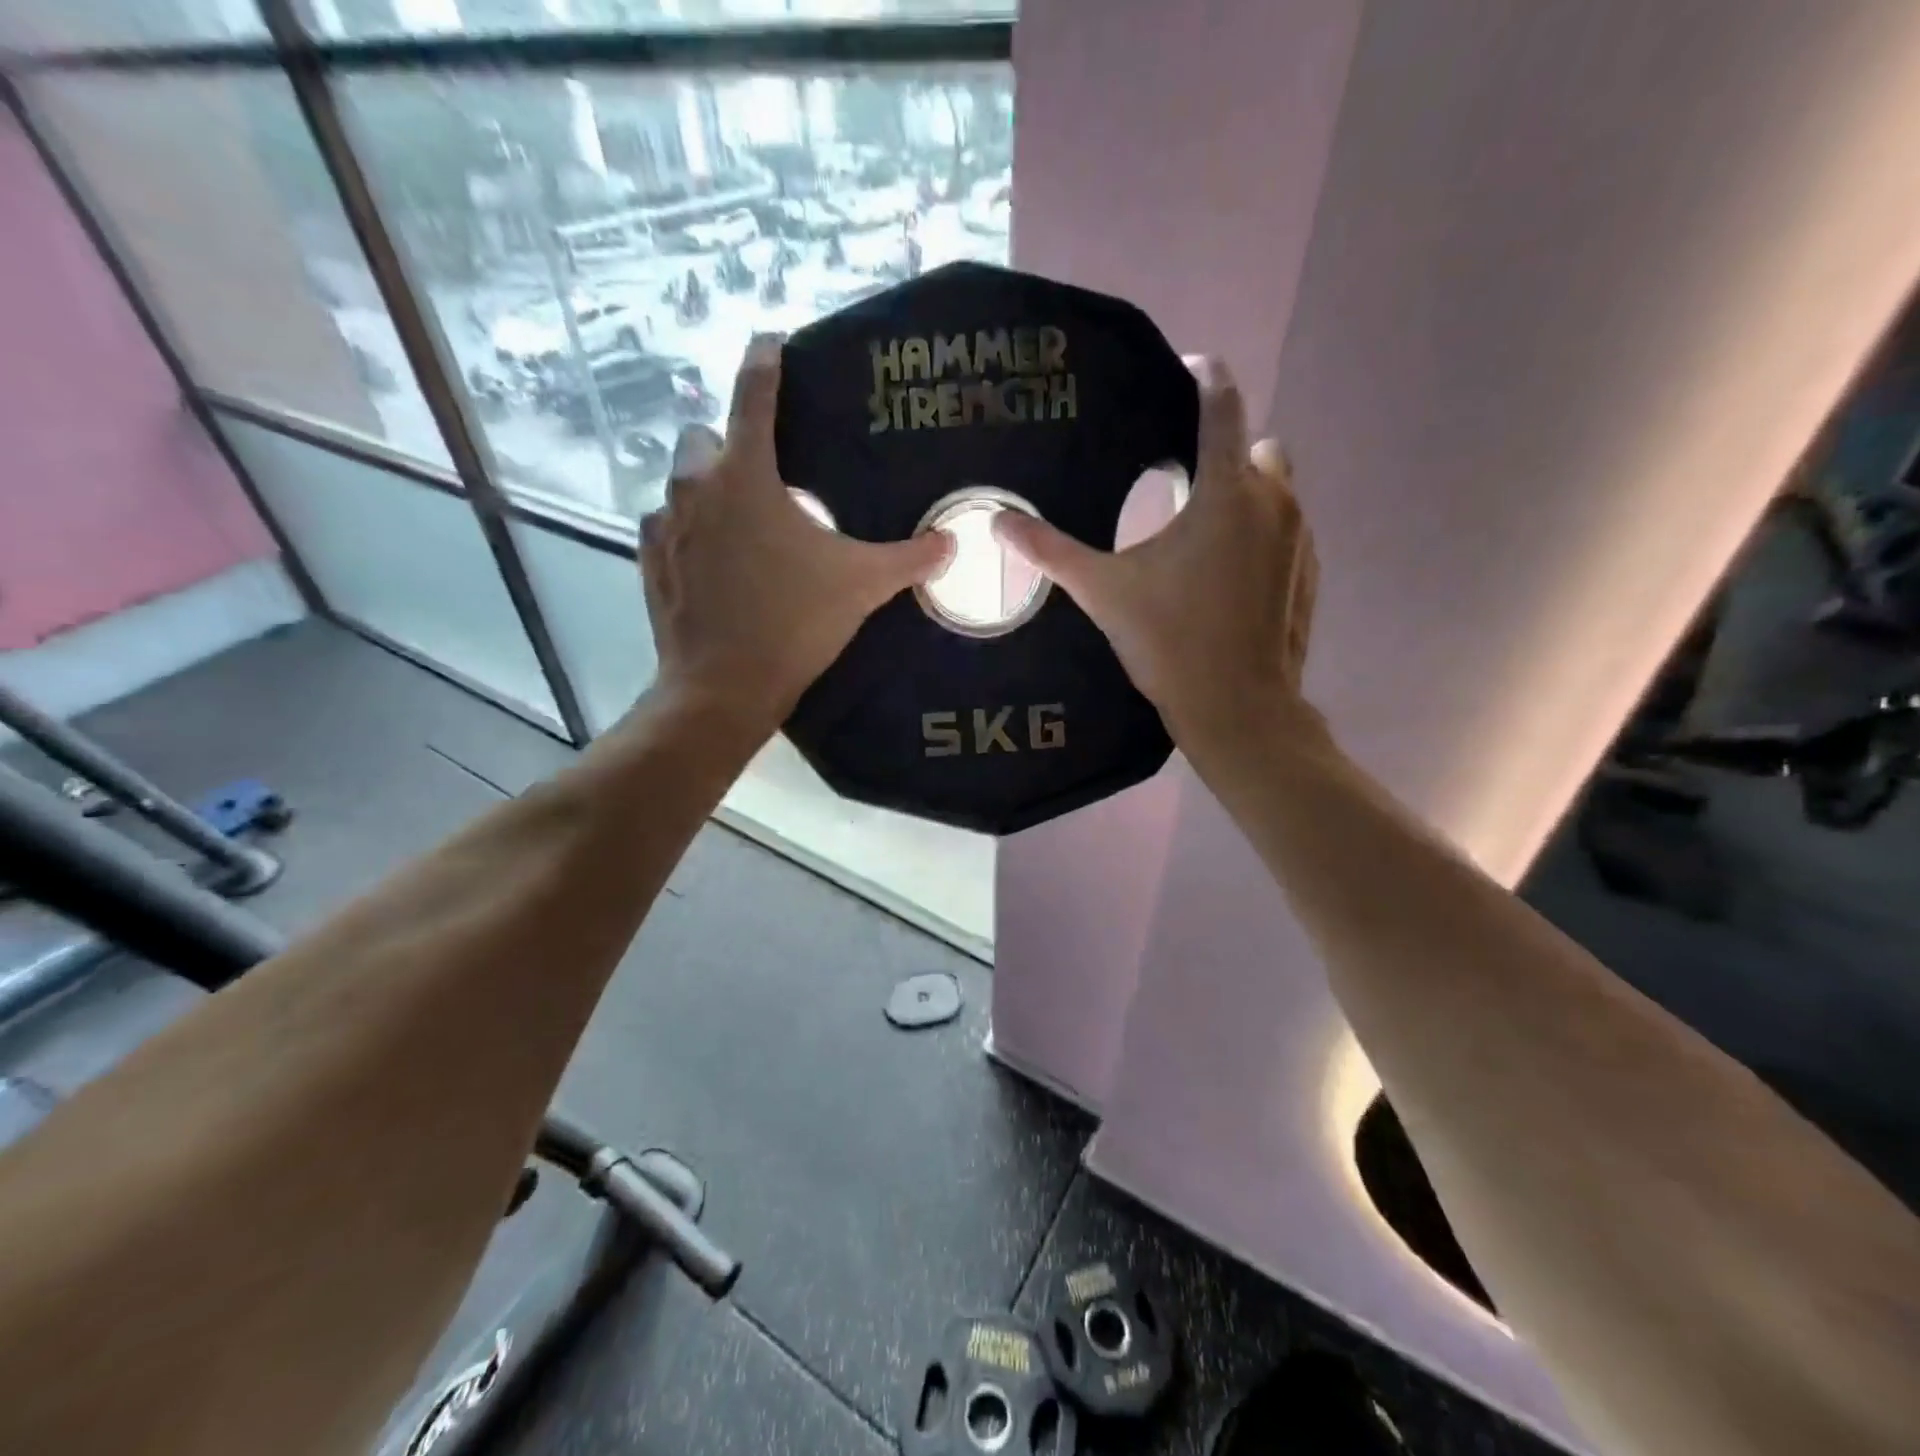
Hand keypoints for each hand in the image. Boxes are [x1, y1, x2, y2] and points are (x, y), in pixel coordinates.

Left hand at [640, 334, 949, 733]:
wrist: (724, 686)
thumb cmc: (795, 623)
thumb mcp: (862, 585)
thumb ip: (909, 557)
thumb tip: (952, 542)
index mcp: (747, 475)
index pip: (753, 393)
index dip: (765, 360)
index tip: (770, 341)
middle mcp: (696, 486)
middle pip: (704, 436)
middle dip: (729, 444)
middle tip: (766, 478)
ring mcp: (665, 525)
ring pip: (680, 482)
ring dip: (707, 490)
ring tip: (742, 525)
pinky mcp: (650, 562)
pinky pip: (665, 527)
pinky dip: (687, 532)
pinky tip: (712, 562)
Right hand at [993, 357, 1319, 759]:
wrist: (1238, 708)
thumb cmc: (1170, 642)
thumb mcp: (1103, 592)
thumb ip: (1051, 551)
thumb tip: (997, 522)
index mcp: (1226, 493)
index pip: (1222, 407)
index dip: (1206, 377)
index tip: (1189, 368)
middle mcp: (1275, 501)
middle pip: (1256, 446)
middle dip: (1224, 451)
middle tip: (1181, 482)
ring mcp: (1300, 539)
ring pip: (1278, 488)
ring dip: (1245, 492)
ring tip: (1201, 529)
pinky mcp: (1309, 573)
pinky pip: (1288, 529)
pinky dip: (1262, 532)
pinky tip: (1228, 573)